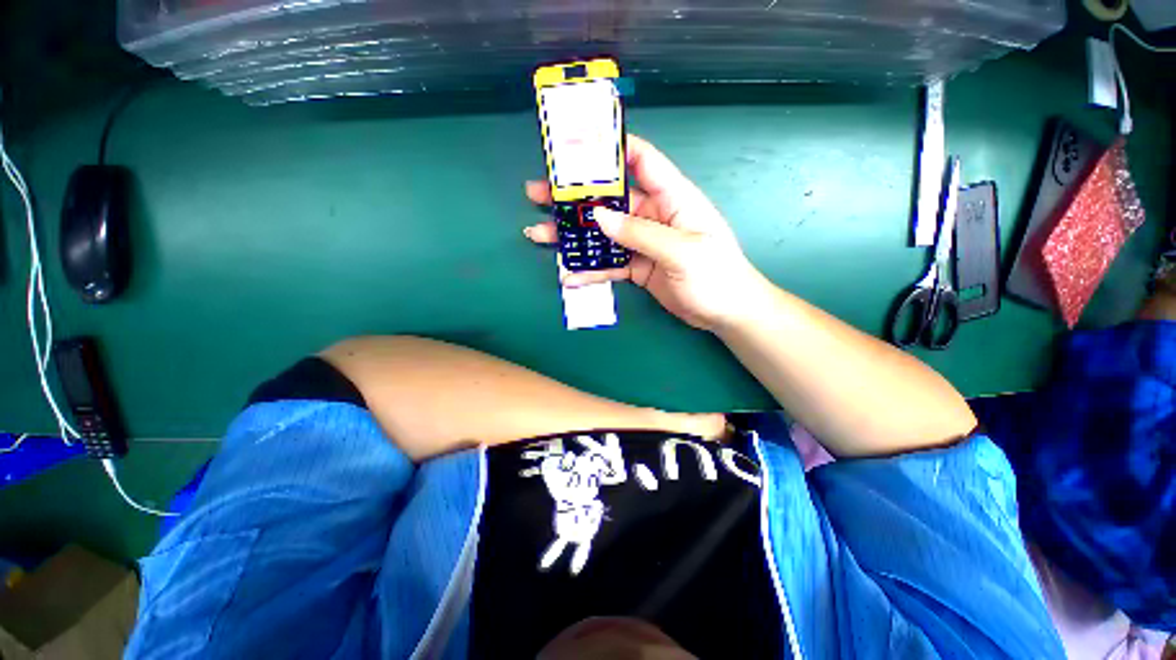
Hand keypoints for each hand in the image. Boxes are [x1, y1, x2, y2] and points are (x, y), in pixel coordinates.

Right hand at [524, 135, 764, 330]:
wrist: (726, 313)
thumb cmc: (716, 275)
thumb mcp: (681, 250)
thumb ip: (640, 233)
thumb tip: (599, 216)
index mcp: (672, 197)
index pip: (641, 160)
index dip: (611, 148)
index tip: (576, 146)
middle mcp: (653, 215)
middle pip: (609, 199)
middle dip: (575, 197)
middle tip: (539, 194)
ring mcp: (642, 242)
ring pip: (603, 233)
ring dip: (573, 235)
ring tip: (539, 233)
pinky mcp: (637, 266)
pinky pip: (609, 264)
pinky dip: (589, 269)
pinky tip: (568, 275)